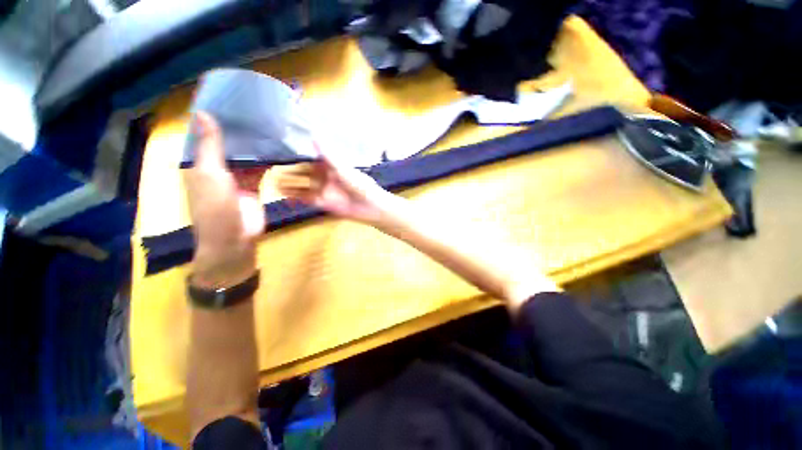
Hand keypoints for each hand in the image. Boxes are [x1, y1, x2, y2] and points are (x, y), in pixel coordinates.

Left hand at [185, 112, 266, 287]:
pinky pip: (259, 168)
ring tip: (267, 122)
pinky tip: (275, 146)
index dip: (213, 118)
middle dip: (238, 129)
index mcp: (199, 164)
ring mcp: (237, 177)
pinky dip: (265, 158)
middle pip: (227, 144)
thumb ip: (210, 146)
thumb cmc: (216, 208)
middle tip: (254, 107)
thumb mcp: (210, 175)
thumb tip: (204, 113)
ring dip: (253, 143)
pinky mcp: (254, 186)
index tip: (227, 98)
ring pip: (245, 155)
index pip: (205, 135)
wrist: (235, 239)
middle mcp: (217, 168)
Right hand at [275, 145, 394, 224]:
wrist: (371, 207)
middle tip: (270, 165)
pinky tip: (283, 194)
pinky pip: (307, 199)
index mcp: (332, 166)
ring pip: (303, 185)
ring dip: (290, 183)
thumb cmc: (360, 185)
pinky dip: (296, 197)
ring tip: (272, 180)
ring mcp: (323, 191)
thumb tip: (314, 134)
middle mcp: (325, 177)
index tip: (280, 148)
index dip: (298, 154)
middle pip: (304, 172)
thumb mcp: (343, 169)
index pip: (311, 158)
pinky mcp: (323, 203)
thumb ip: (328, 155)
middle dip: (290, 169)